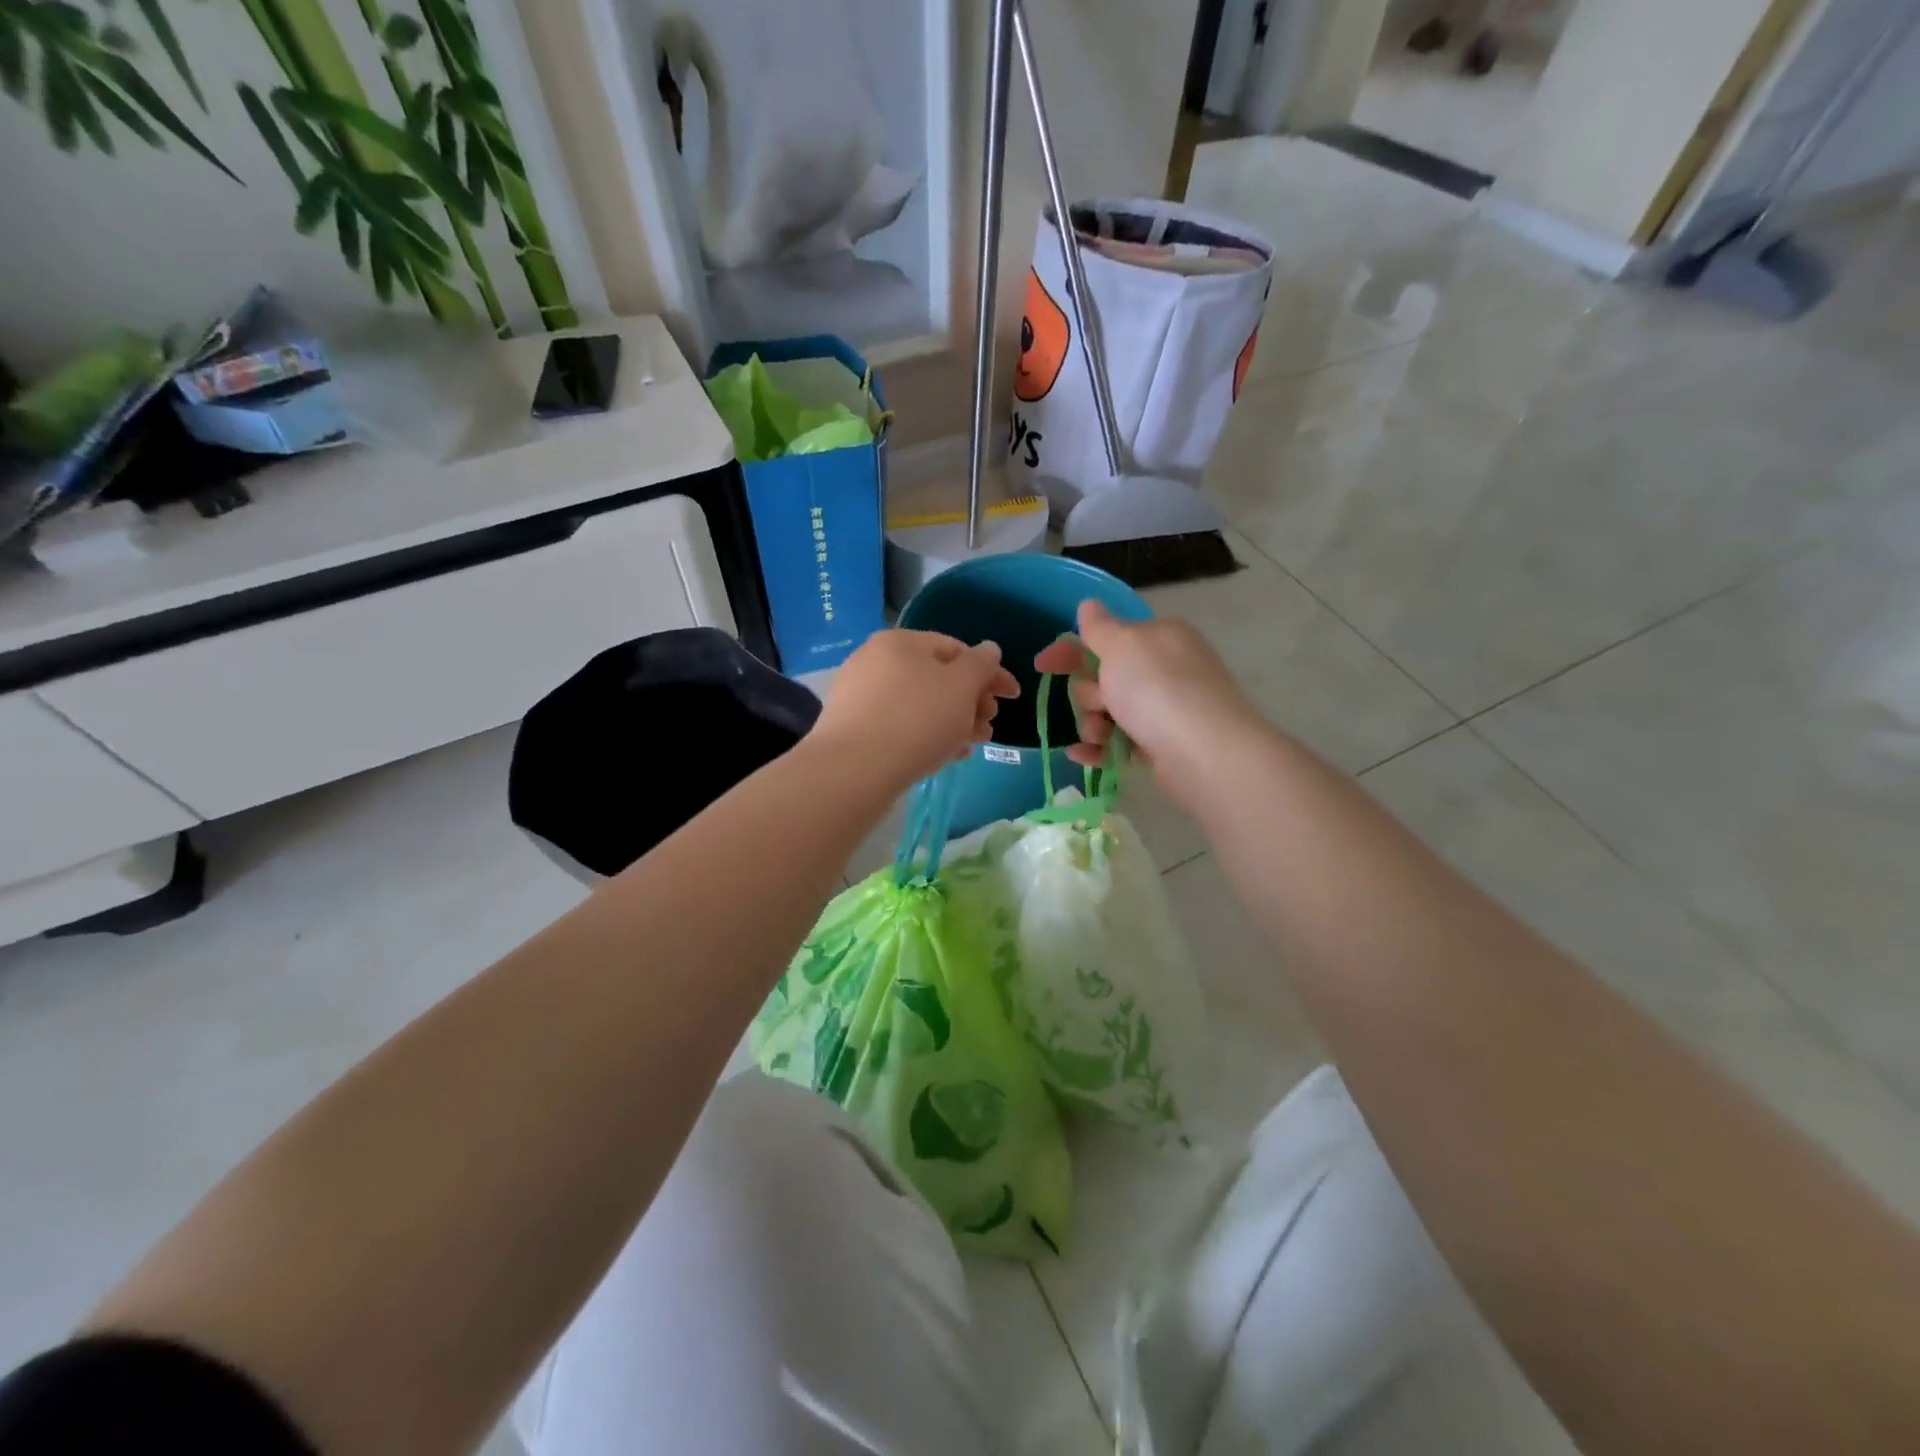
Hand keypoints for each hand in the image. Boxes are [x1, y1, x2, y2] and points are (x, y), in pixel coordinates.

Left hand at [811, 629, 1019, 791]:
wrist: (854, 769)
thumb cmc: (917, 719)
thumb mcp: (961, 687)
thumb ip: (981, 664)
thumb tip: (989, 649)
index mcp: (901, 641)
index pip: (956, 649)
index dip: (991, 672)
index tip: (1013, 697)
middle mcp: (876, 660)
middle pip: (937, 677)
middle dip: (971, 702)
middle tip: (989, 726)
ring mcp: (860, 694)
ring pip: (920, 704)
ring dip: (953, 721)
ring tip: (971, 745)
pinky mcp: (853, 727)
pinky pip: (900, 724)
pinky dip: (926, 735)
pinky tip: (943, 756)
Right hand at [1033, 601, 1264, 812]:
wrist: (1205, 752)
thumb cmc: (1157, 689)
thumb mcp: (1121, 646)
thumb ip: (1099, 627)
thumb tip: (1089, 605)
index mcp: (1158, 636)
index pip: (1106, 635)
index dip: (1070, 648)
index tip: (1041, 665)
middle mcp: (1165, 668)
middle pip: (1105, 676)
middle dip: (1087, 693)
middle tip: (1099, 702)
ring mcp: (1166, 708)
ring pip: (1110, 712)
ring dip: (1092, 723)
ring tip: (1100, 736)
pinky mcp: (1163, 745)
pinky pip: (1120, 742)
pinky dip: (1100, 749)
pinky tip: (1083, 756)